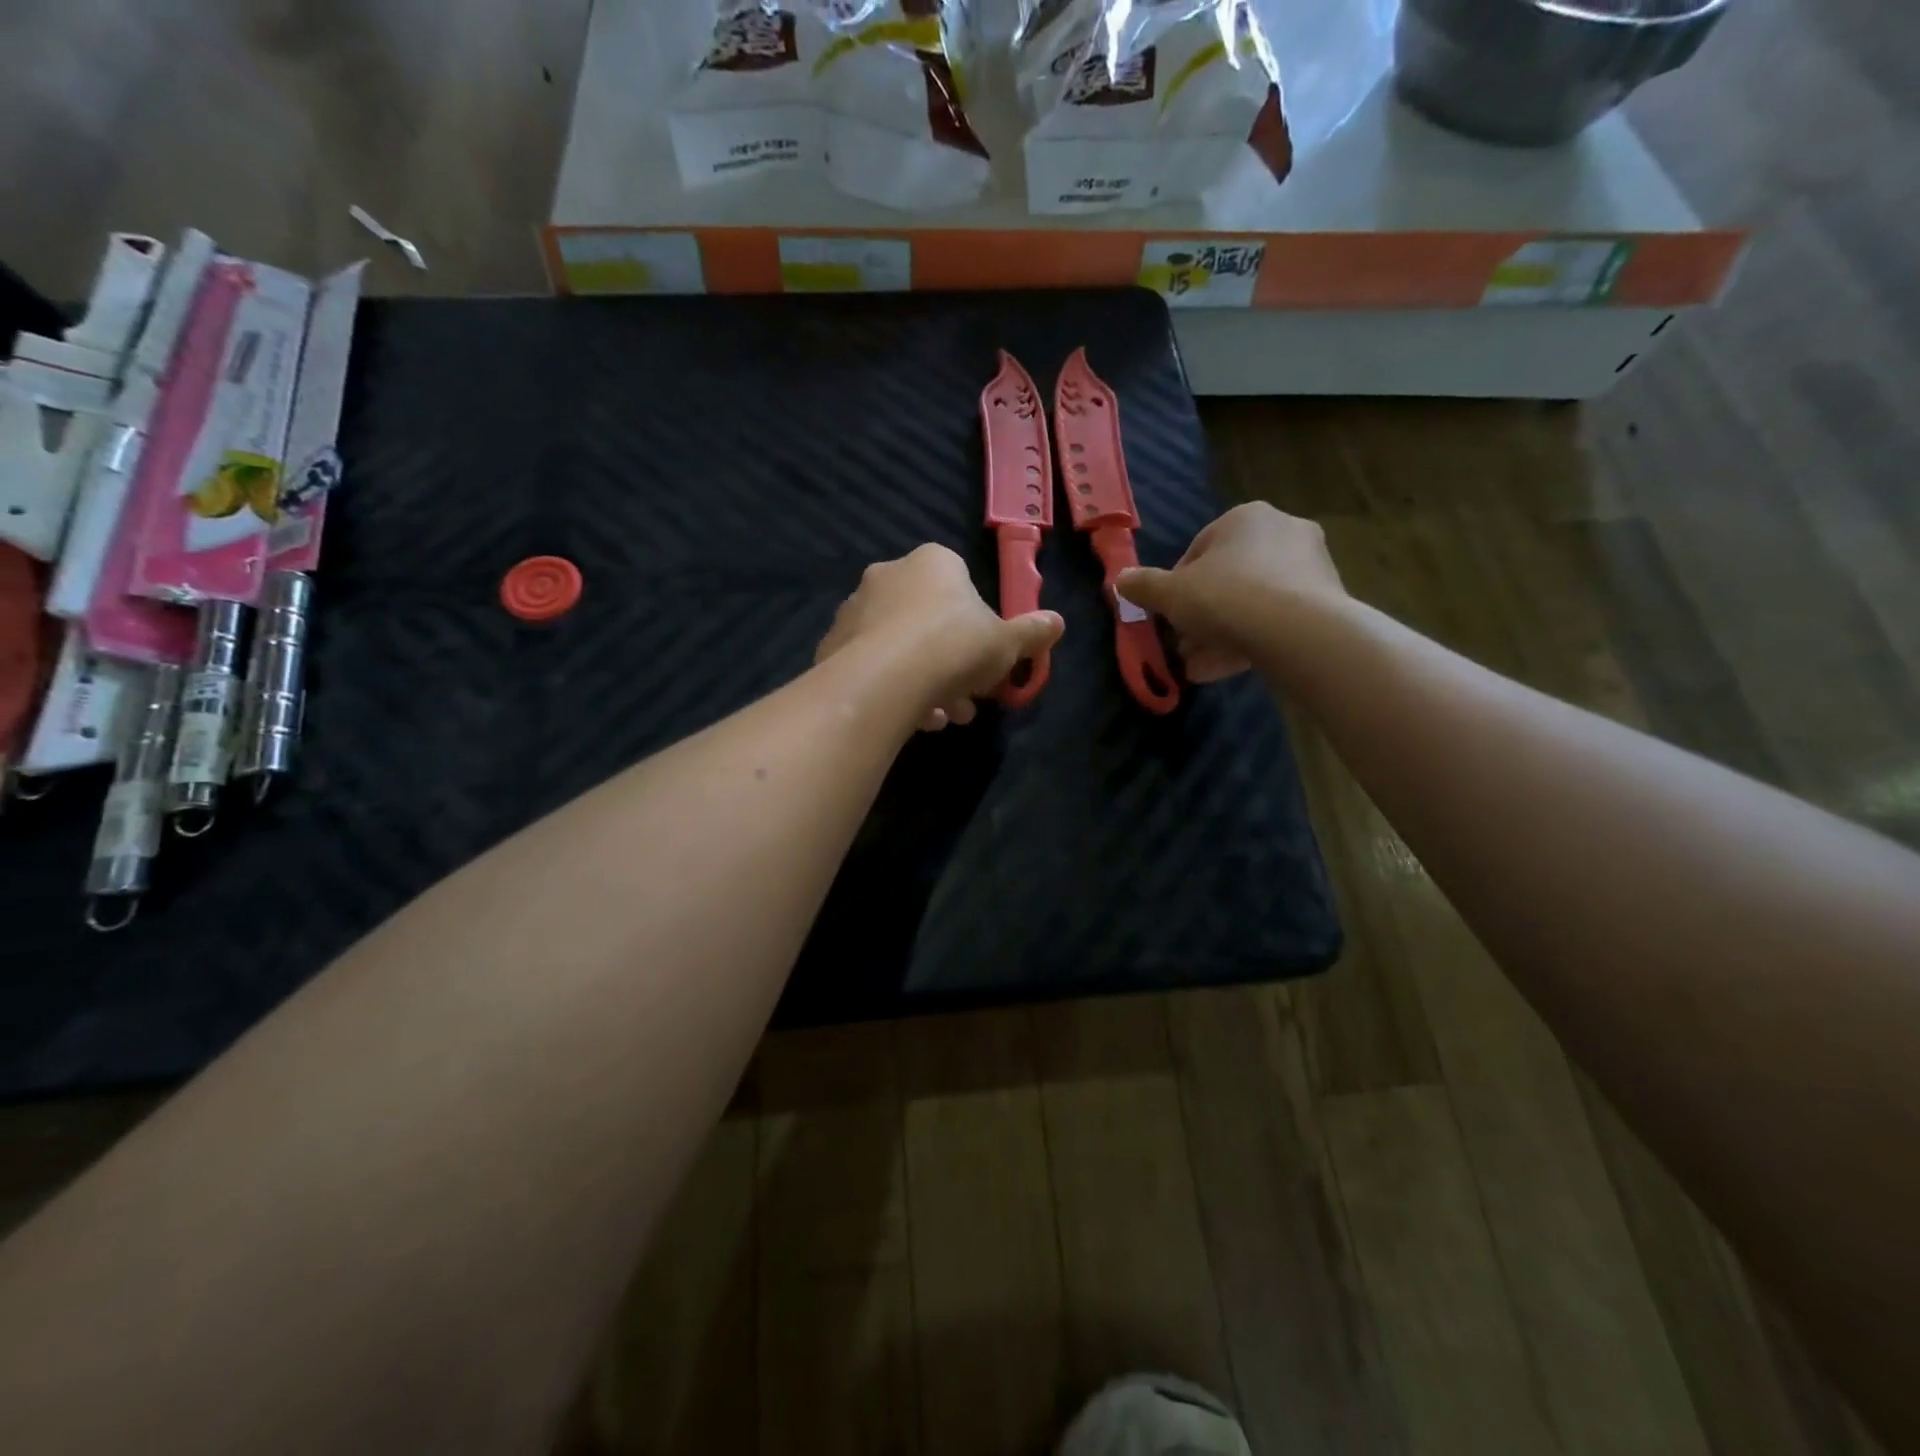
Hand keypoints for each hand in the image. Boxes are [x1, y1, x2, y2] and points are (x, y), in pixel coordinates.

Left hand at [816, 545, 1064, 730]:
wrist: (883, 680)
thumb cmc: (954, 648)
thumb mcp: (1006, 644)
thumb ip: (1031, 632)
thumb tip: (1058, 622)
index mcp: (932, 562)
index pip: (960, 585)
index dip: (977, 627)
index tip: (985, 660)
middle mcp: (888, 576)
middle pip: (928, 621)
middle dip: (952, 664)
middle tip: (967, 700)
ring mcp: (854, 610)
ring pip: (900, 648)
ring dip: (925, 682)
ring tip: (942, 719)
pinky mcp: (831, 645)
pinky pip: (872, 667)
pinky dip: (893, 690)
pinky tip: (911, 720)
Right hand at [1114, 502, 1345, 682]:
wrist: (1298, 630)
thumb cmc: (1225, 597)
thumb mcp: (1170, 594)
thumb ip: (1143, 586)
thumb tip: (1120, 580)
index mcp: (1244, 518)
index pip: (1198, 550)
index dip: (1176, 586)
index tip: (1167, 615)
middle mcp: (1282, 531)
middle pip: (1227, 578)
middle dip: (1200, 615)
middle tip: (1183, 645)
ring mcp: (1310, 565)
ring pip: (1251, 602)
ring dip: (1221, 633)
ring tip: (1199, 667)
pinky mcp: (1326, 600)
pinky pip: (1276, 619)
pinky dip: (1250, 641)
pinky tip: (1226, 669)